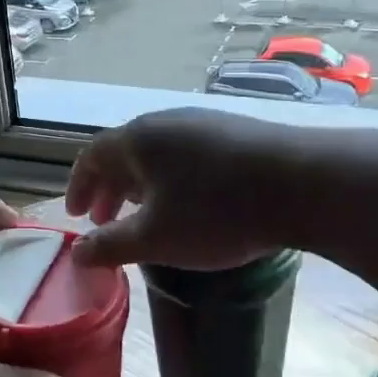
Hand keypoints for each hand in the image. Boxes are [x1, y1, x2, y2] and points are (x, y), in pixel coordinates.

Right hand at [67, 107, 297, 269]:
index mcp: (138, 139)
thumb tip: (77, 254)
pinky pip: (188, 155)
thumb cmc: (215, 212)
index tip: (75, 217)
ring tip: (144, 215)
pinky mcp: (236, 133)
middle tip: (103, 222)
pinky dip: (172, 181)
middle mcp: (167, 122)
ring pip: (158, 155)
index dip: (78, 187)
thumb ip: (110, 246)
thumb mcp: (155, 238)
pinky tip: (189, 204)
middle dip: (110, 190)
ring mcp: (205, 123)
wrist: (301, 183)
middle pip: (125, 153)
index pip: (93, 157)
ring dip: (141, 186)